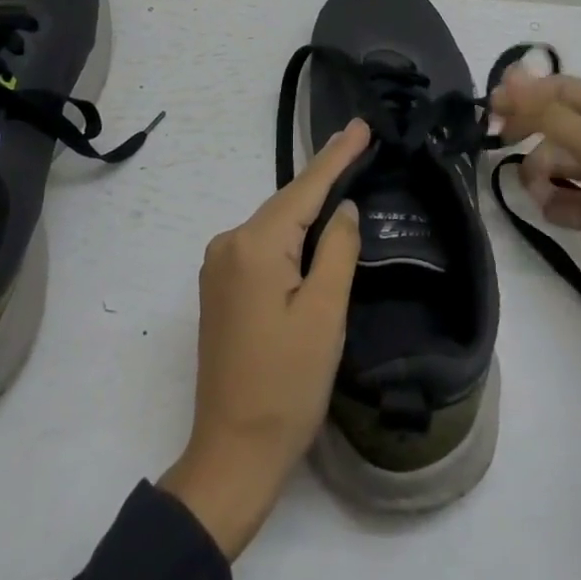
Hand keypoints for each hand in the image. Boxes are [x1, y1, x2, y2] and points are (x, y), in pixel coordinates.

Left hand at [159, 119, 366, 557]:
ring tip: (344, 174)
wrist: (232, 454)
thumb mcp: (325, 314)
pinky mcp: (221, 287)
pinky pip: (263, 244)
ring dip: (309, 205)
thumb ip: (337, 250)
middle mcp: (228, 244)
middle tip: (360, 144)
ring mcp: (219, 266)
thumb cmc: (286, 386)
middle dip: (324, 176)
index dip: (336, 156)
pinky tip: (313, 224)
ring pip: (275, 223)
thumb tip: (343, 209)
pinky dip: (291, 231)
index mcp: (254, 245)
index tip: (361, 125)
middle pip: (287, 202)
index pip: (305, 188)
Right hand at [492, 72, 580, 369]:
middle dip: (534, 138)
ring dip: (544, 177)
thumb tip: (510, 77)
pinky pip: (568, 195)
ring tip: (544, 197)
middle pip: (557, 125)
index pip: (563, 89)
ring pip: (558, 162)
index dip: (526, 95)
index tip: (490, 108)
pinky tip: (564, 217)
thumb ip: (548, 113)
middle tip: (500, 143)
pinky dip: (560, 204)